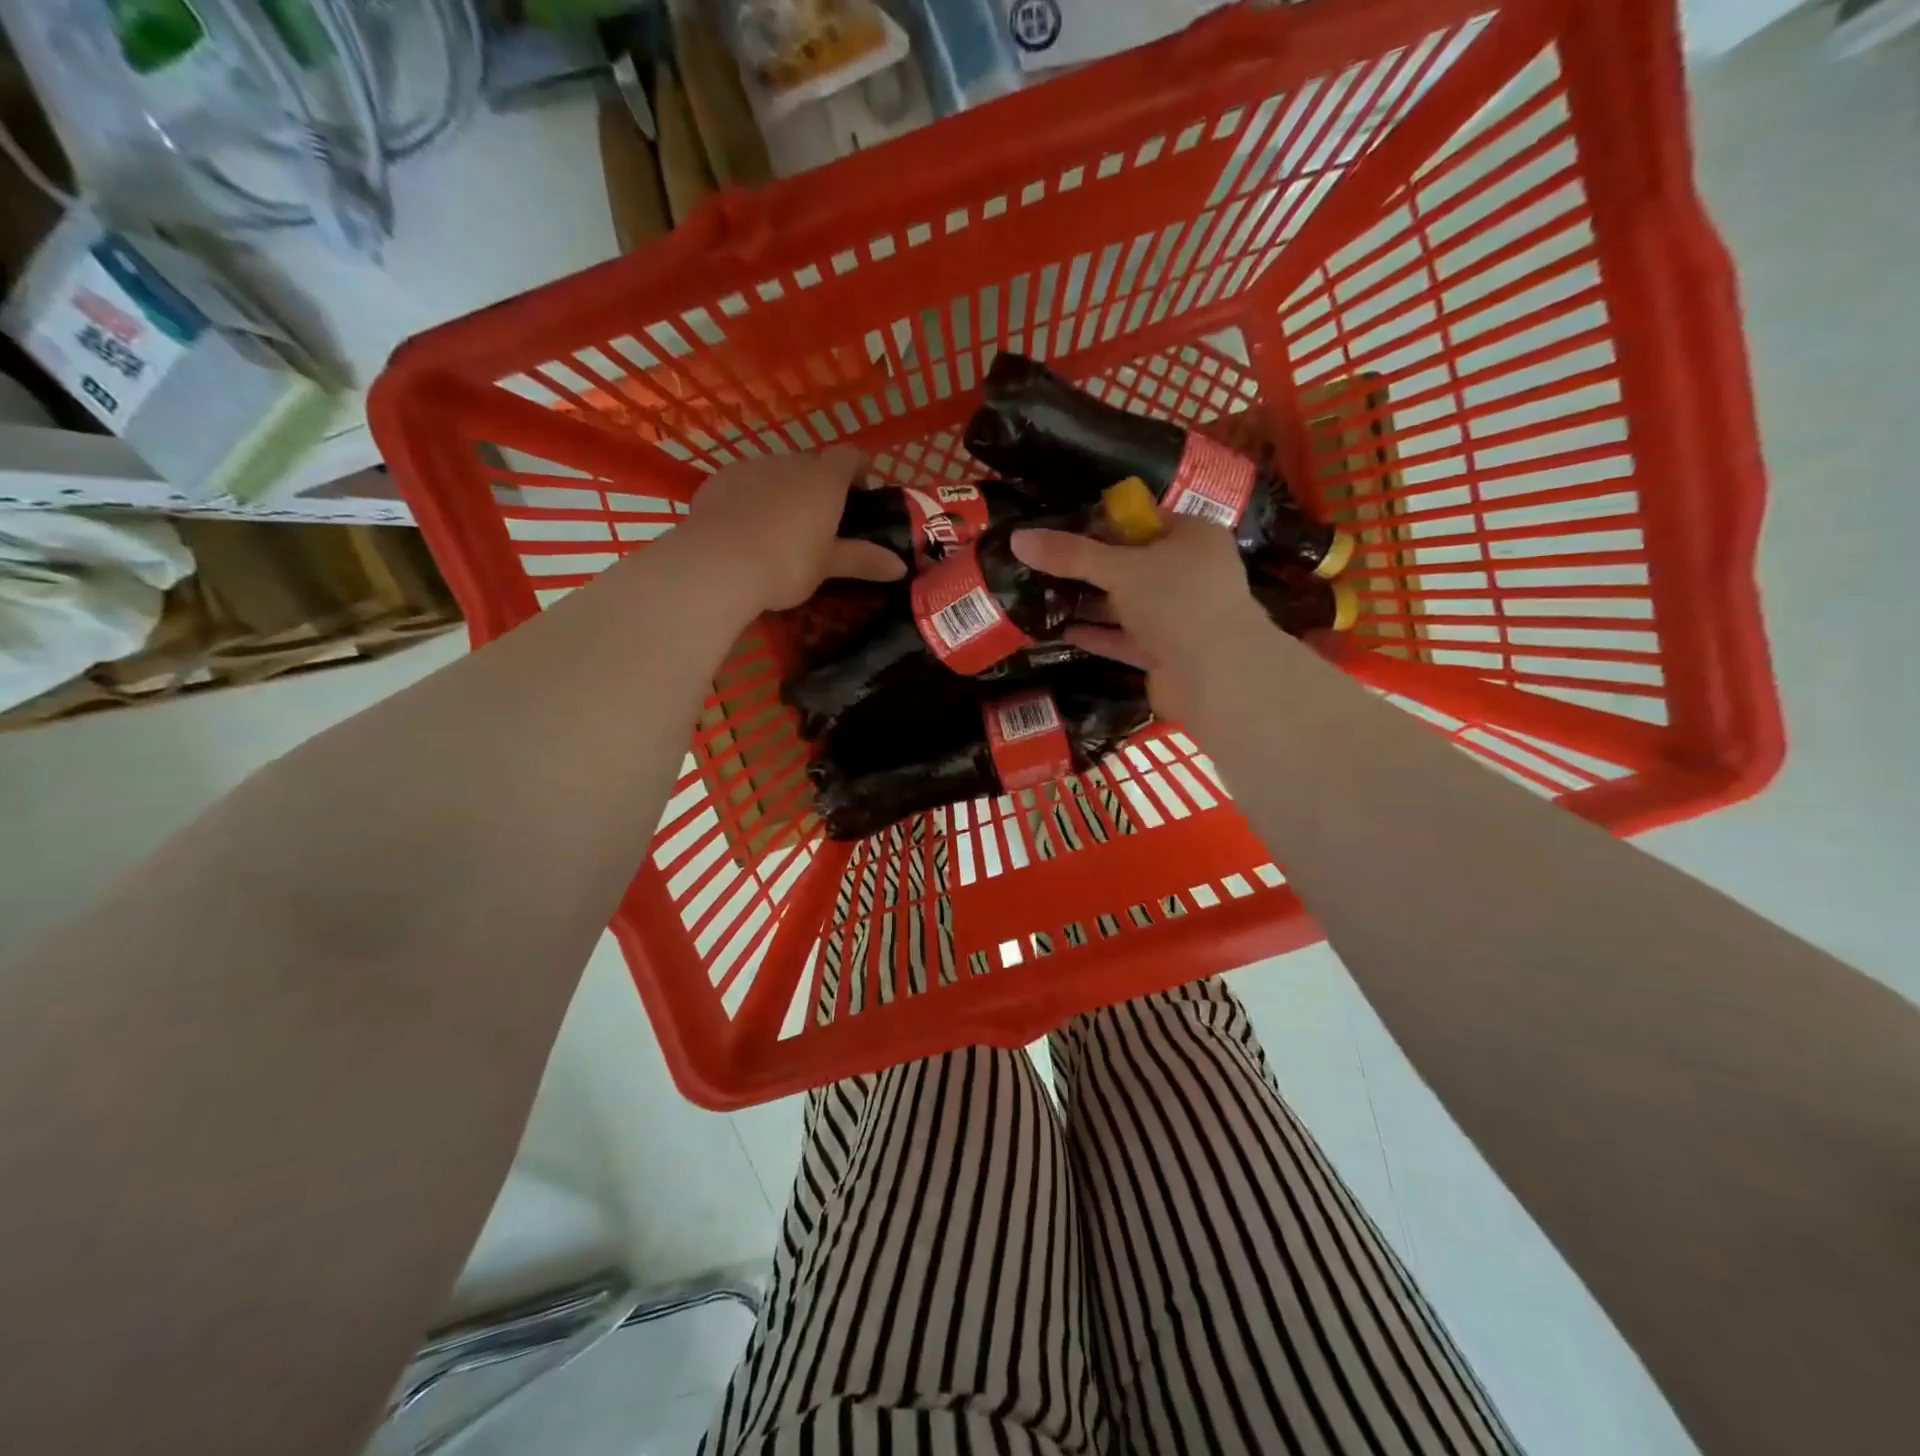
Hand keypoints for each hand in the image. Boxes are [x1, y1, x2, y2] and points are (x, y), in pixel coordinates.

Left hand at [682, 446, 905, 611]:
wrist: (718, 563)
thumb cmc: (787, 563)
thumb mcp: (828, 566)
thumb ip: (863, 560)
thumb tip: (900, 567)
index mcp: (824, 479)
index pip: (849, 456)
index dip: (859, 469)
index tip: (862, 490)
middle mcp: (789, 462)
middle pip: (811, 463)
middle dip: (819, 484)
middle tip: (822, 519)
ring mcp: (750, 466)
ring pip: (775, 471)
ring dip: (783, 489)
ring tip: (781, 525)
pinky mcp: (717, 480)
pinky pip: (743, 483)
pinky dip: (750, 498)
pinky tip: (746, 527)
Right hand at [1011, 514, 1273, 714]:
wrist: (1218, 675)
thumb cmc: (1177, 601)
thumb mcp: (1120, 568)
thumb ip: (1070, 555)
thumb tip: (1017, 538)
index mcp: (1193, 538)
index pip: (1143, 520)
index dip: (1103, 523)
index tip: (1061, 528)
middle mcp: (1191, 574)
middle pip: (1133, 564)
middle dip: (1091, 567)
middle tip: (1044, 565)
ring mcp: (1181, 616)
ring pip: (1129, 604)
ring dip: (1092, 604)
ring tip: (1044, 598)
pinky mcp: (1168, 653)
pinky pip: (1127, 638)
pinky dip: (1099, 635)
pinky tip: (1063, 632)